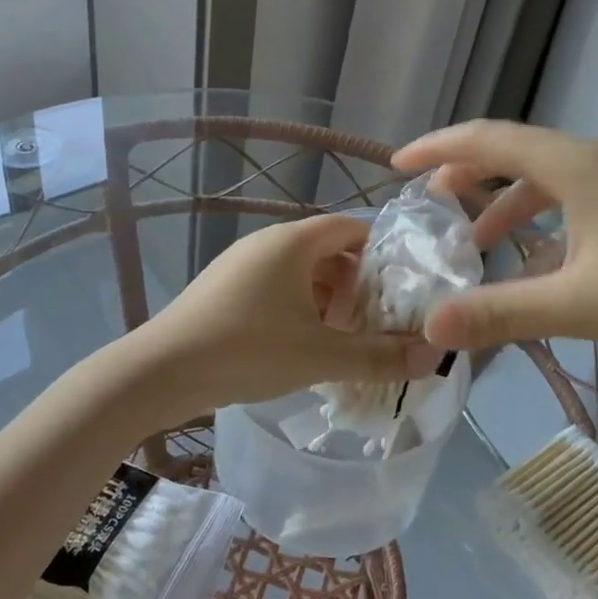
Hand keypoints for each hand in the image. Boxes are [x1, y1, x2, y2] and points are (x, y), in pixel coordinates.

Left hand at [136, 215, 442, 407]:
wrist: (161, 370)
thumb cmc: (247, 350)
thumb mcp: (320, 355)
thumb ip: (379, 356)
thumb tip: (435, 357)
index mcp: (292, 242)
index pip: (351, 228)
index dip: (382, 254)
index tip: (403, 289)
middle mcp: (266, 243)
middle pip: (327, 251)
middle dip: (356, 284)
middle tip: (375, 323)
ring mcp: (240, 265)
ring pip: (299, 272)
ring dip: (326, 300)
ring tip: (342, 340)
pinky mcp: (224, 289)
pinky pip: (274, 288)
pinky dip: (297, 309)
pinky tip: (301, 347)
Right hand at [392, 120, 597, 354]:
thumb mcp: (582, 305)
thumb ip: (502, 313)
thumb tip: (430, 327)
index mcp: (577, 166)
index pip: (488, 139)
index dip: (437, 148)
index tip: (397, 165)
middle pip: (516, 152)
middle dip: (467, 175)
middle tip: (431, 206)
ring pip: (549, 179)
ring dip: (507, 203)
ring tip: (478, 240)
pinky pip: (579, 200)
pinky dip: (545, 222)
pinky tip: (545, 265)